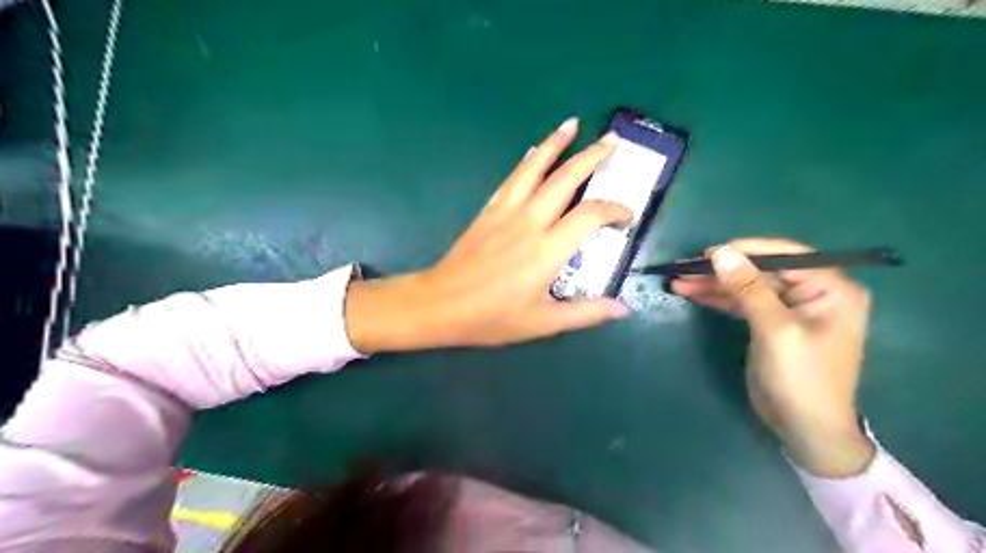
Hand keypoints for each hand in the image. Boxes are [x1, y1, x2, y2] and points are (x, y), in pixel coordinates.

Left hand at [343, 120, 627, 356]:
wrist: (441, 304)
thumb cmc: (492, 317)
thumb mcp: (543, 323)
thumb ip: (585, 313)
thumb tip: (622, 308)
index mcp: (548, 249)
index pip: (591, 215)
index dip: (615, 210)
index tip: (627, 216)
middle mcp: (530, 221)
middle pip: (566, 178)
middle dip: (592, 156)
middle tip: (612, 142)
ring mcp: (506, 211)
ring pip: (535, 167)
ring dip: (556, 144)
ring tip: (572, 124)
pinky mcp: (489, 210)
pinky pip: (512, 177)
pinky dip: (527, 160)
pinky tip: (533, 151)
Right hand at [674, 240, 872, 477]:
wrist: (805, 428)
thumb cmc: (801, 378)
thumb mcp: (774, 330)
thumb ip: (748, 288)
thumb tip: (721, 252)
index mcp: (830, 288)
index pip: (785, 255)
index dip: (745, 251)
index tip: (707, 254)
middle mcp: (813, 292)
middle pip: (760, 270)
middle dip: (722, 270)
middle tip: (684, 268)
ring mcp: (791, 308)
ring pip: (747, 285)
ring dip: (714, 284)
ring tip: (679, 281)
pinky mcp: (771, 323)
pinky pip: (743, 302)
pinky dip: (719, 298)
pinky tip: (692, 293)